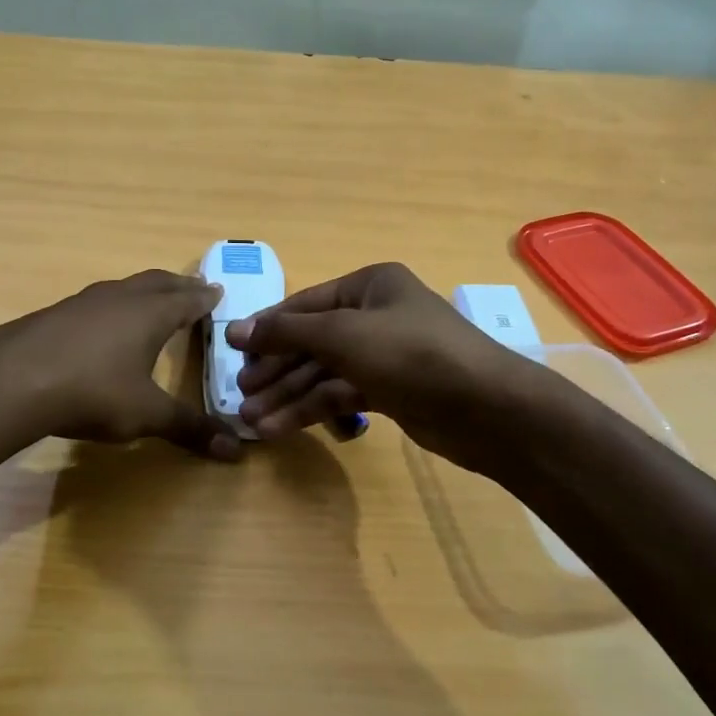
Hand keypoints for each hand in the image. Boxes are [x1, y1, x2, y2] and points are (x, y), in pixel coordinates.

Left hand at [0, 269, 240, 460]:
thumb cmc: (93, 392)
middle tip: (194, 287)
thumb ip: (189, 428)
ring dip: (144, 291)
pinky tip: (102, 325)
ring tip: (152, 301)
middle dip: (179, 285)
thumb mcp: (146, 414)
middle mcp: (120, 298)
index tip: (218, 291)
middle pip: (157, 282)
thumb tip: (236, 451)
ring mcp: (83, 302)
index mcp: (150, 314)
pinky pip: (96, 302)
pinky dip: (113, 306)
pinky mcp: (54, 314)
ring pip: (124, 288)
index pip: (187, 299)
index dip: (205, 297)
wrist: (11, 381)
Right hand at [225, 262, 535, 467]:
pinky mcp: (390, 391)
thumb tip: (235, 330)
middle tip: (240, 396)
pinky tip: (281, 429)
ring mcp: (384, 354)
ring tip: (252, 422)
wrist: (485, 408)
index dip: (267, 328)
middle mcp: (375, 315)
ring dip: (288, 396)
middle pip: (312, 341)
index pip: (305, 304)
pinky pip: (341, 394)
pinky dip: (312, 410)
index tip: (230, 352)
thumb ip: (288, 332)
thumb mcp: (342, 334)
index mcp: (369, 286)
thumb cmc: (411, 354)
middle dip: (276, 370)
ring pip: (323, 372)